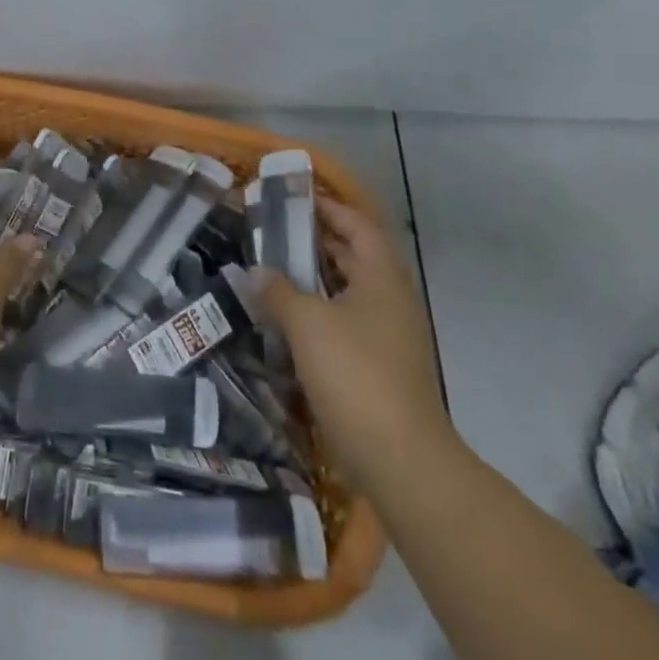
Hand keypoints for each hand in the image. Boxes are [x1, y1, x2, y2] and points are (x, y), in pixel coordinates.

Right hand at [253, 197, 449, 480]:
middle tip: (274, 230)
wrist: (403, 462)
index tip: (295, 197)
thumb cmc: (356, 374)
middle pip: (355, 256)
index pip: (358, 225)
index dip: (329, 207)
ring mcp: (390, 338)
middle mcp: (391, 301)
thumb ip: (278, 291)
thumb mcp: (307, 323)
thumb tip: (255, 272)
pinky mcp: (381, 369)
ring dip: (316, 279)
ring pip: (349, 293)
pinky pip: (347, 324)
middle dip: (317, 240)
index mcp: (382, 278)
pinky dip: (320, 313)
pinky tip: (289, 321)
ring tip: (274, 270)